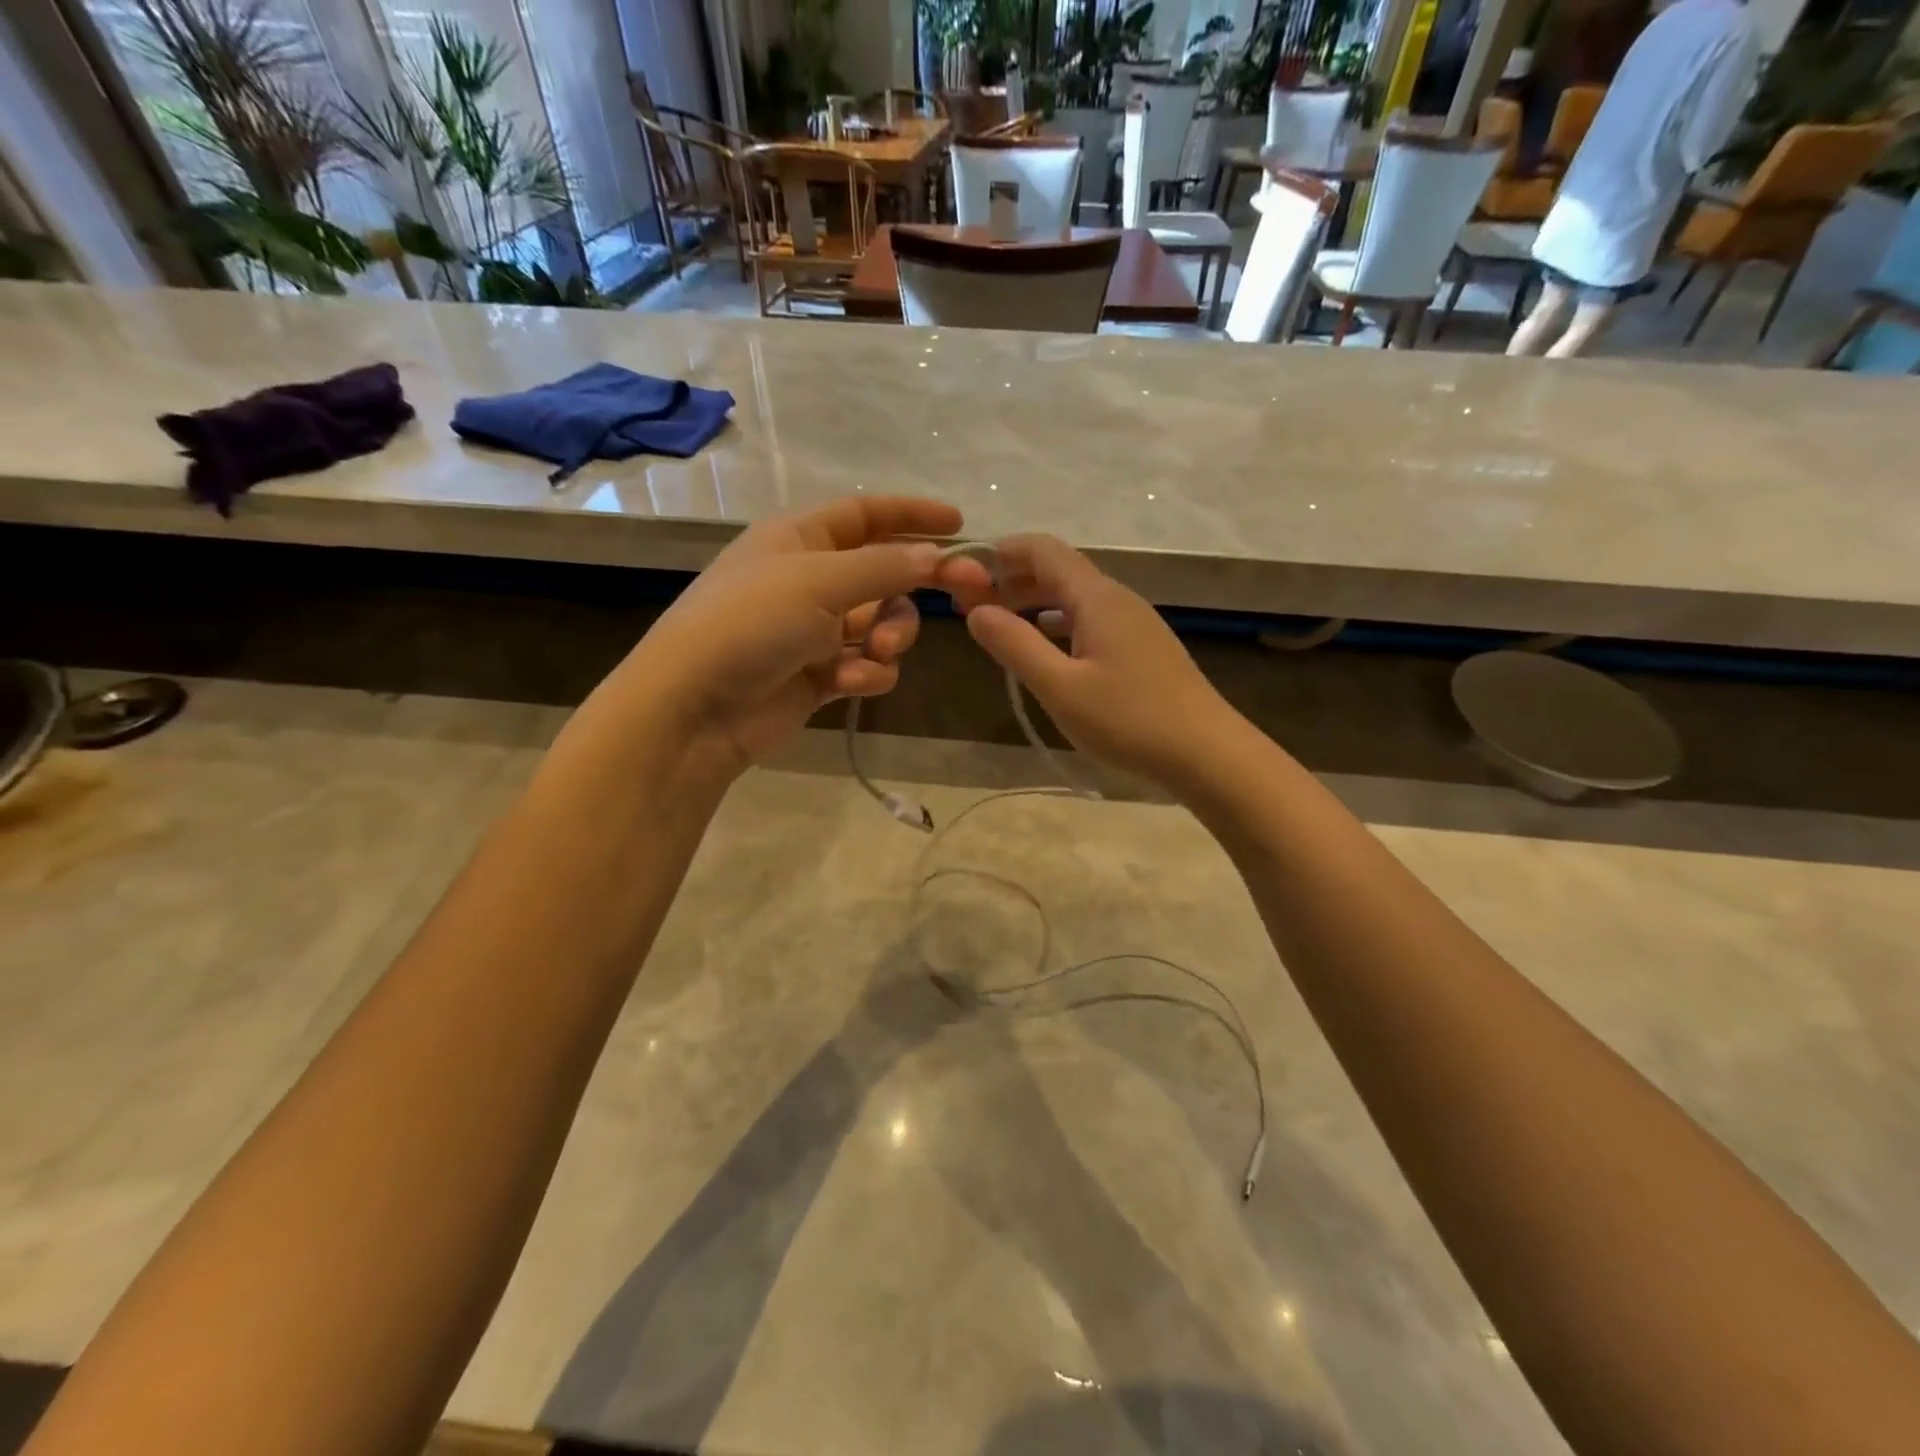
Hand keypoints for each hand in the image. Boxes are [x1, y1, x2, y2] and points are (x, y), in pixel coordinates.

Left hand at [614, 496, 957, 775]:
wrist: (695, 708)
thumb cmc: (750, 623)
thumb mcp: (819, 581)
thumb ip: (885, 567)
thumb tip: (938, 556)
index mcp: (799, 539)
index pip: (865, 514)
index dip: (911, 515)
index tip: (961, 525)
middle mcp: (809, 580)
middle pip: (884, 574)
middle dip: (913, 589)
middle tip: (962, 595)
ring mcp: (814, 631)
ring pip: (881, 624)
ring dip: (891, 636)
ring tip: (877, 652)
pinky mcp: (820, 676)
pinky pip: (866, 666)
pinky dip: (868, 674)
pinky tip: (850, 684)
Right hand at [943, 534, 1236, 790]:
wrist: (1207, 752)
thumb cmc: (1129, 719)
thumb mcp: (1060, 688)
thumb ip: (1015, 645)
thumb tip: (976, 611)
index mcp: (1096, 598)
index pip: (1043, 550)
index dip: (1001, 552)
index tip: (964, 573)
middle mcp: (1116, 598)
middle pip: (1059, 570)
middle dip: (1012, 579)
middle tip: (971, 606)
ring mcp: (1134, 622)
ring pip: (1075, 596)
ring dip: (1035, 602)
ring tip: (1001, 624)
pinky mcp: (1143, 647)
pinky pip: (1091, 618)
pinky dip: (1059, 622)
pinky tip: (1047, 646)